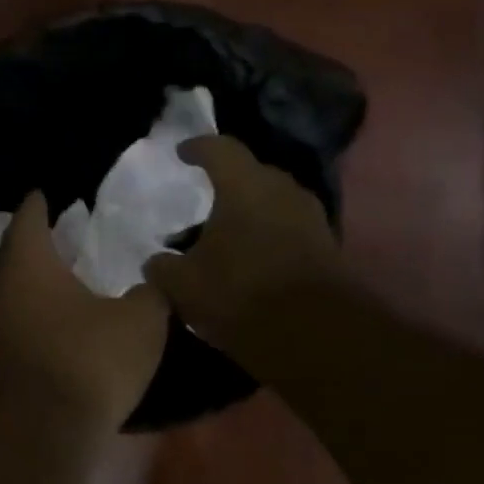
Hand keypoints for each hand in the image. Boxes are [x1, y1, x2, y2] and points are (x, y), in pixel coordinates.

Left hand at [0, 193, 169, 440]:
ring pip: (15, 290)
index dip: (41, 202)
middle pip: (17, 252)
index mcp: (28, 261)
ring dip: (39, 281)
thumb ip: (151, 293)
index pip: (30, 215)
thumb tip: (153, 281)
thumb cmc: (86, 360)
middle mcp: (1, 287)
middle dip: (39, 241)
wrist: (37, 437)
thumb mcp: (140, 322)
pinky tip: (64, 322)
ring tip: (71, 274)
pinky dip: (39, 313)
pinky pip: (19, 321)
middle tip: (68, 231)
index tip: (50, 192)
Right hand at [143, 136, 343, 361]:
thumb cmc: (241, 293)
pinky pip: (289, 228)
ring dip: (250, 212)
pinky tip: (251, 258)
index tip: (182, 153)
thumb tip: (156, 262)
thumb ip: (163, 267)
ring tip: (226, 233)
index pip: (219, 149)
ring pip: (273, 202)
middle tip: (205, 197)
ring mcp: (310, 218)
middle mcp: (282, 190)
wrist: (317, 336)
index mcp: (244, 185)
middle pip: (251, 173)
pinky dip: (269, 235)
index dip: (198, 147)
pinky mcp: (327, 247)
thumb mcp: (184, 285)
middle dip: (228, 182)